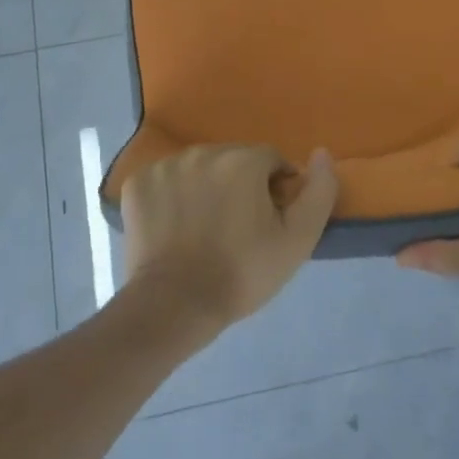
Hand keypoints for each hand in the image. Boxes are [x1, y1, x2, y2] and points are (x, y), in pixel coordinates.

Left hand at [121, 145, 338, 333]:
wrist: (175, 305)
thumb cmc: (242, 273)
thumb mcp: (298, 240)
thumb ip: (319, 191)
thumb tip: (321, 154)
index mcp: (243, 160)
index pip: (272, 161)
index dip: (275, 189)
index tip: (269, 221)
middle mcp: (203, 152)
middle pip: (234, 160)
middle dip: (241, 184)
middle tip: (239, 227)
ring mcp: (165, 165)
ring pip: (199, 167)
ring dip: (207, 186)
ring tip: (205, 228)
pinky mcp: (137, 183)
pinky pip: (166, 179)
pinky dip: (173, 195)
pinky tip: (175, 225)